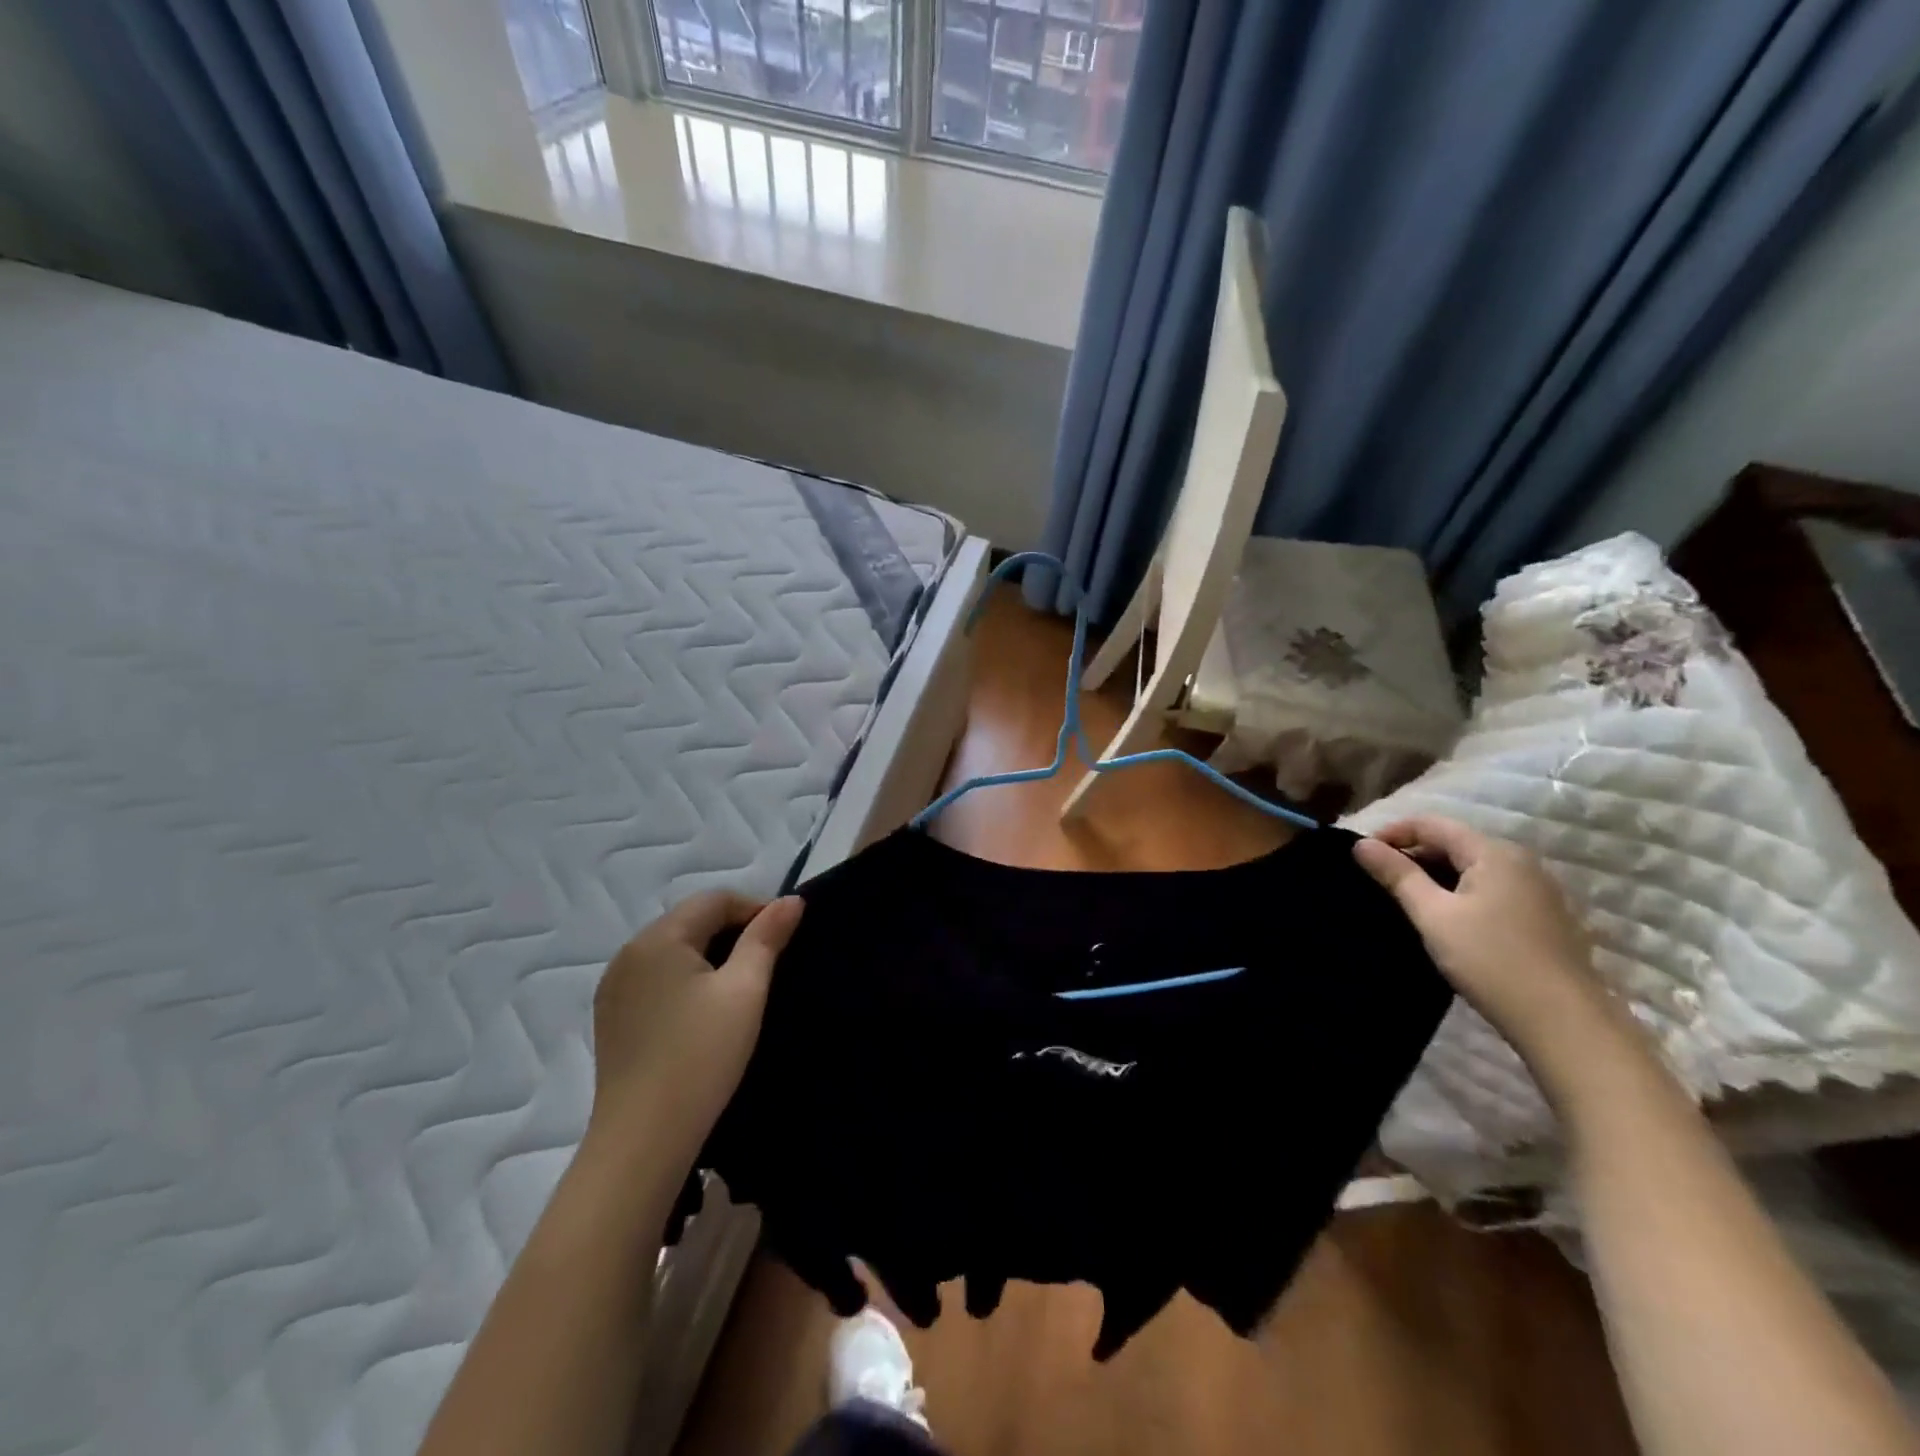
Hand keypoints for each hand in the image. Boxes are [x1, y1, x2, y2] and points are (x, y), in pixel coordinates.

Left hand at [587, 891, 803, 1169]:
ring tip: (741, 985)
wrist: (643, 1140)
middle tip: (769, 961)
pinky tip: (704, 1010)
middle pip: (690, 920)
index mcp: (658, 938)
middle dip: (733, 930)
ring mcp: (614, 987)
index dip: (755, 908)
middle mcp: (628, 953)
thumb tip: (790, 901)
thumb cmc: (701, 1057)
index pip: (714, 900)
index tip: (785, 936)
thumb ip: (767, 938)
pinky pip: (656, 978)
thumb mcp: (745, 991)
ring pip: (673, 950)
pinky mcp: (611, 1018)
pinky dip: (685, 979)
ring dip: (710, 954)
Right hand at [1353, 817, 1629, 1080]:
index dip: (1391, 833)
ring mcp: (1536, 889)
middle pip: (1453, 842)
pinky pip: (1490, 888)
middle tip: (1376, 879)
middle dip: (1411, 854)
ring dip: (1434, 874)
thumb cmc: (1491, 961)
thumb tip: (1360, 845)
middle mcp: (1520, 861)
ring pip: (1471, 867)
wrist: (1564, 1023)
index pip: (1431, 824)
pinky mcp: (1543, 916)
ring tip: (1403, 898)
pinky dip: (1458, 891)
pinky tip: (1443, 918)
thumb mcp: (1433, 915)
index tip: (1361, 856)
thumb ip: (1397, 875)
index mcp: (1493, 852)